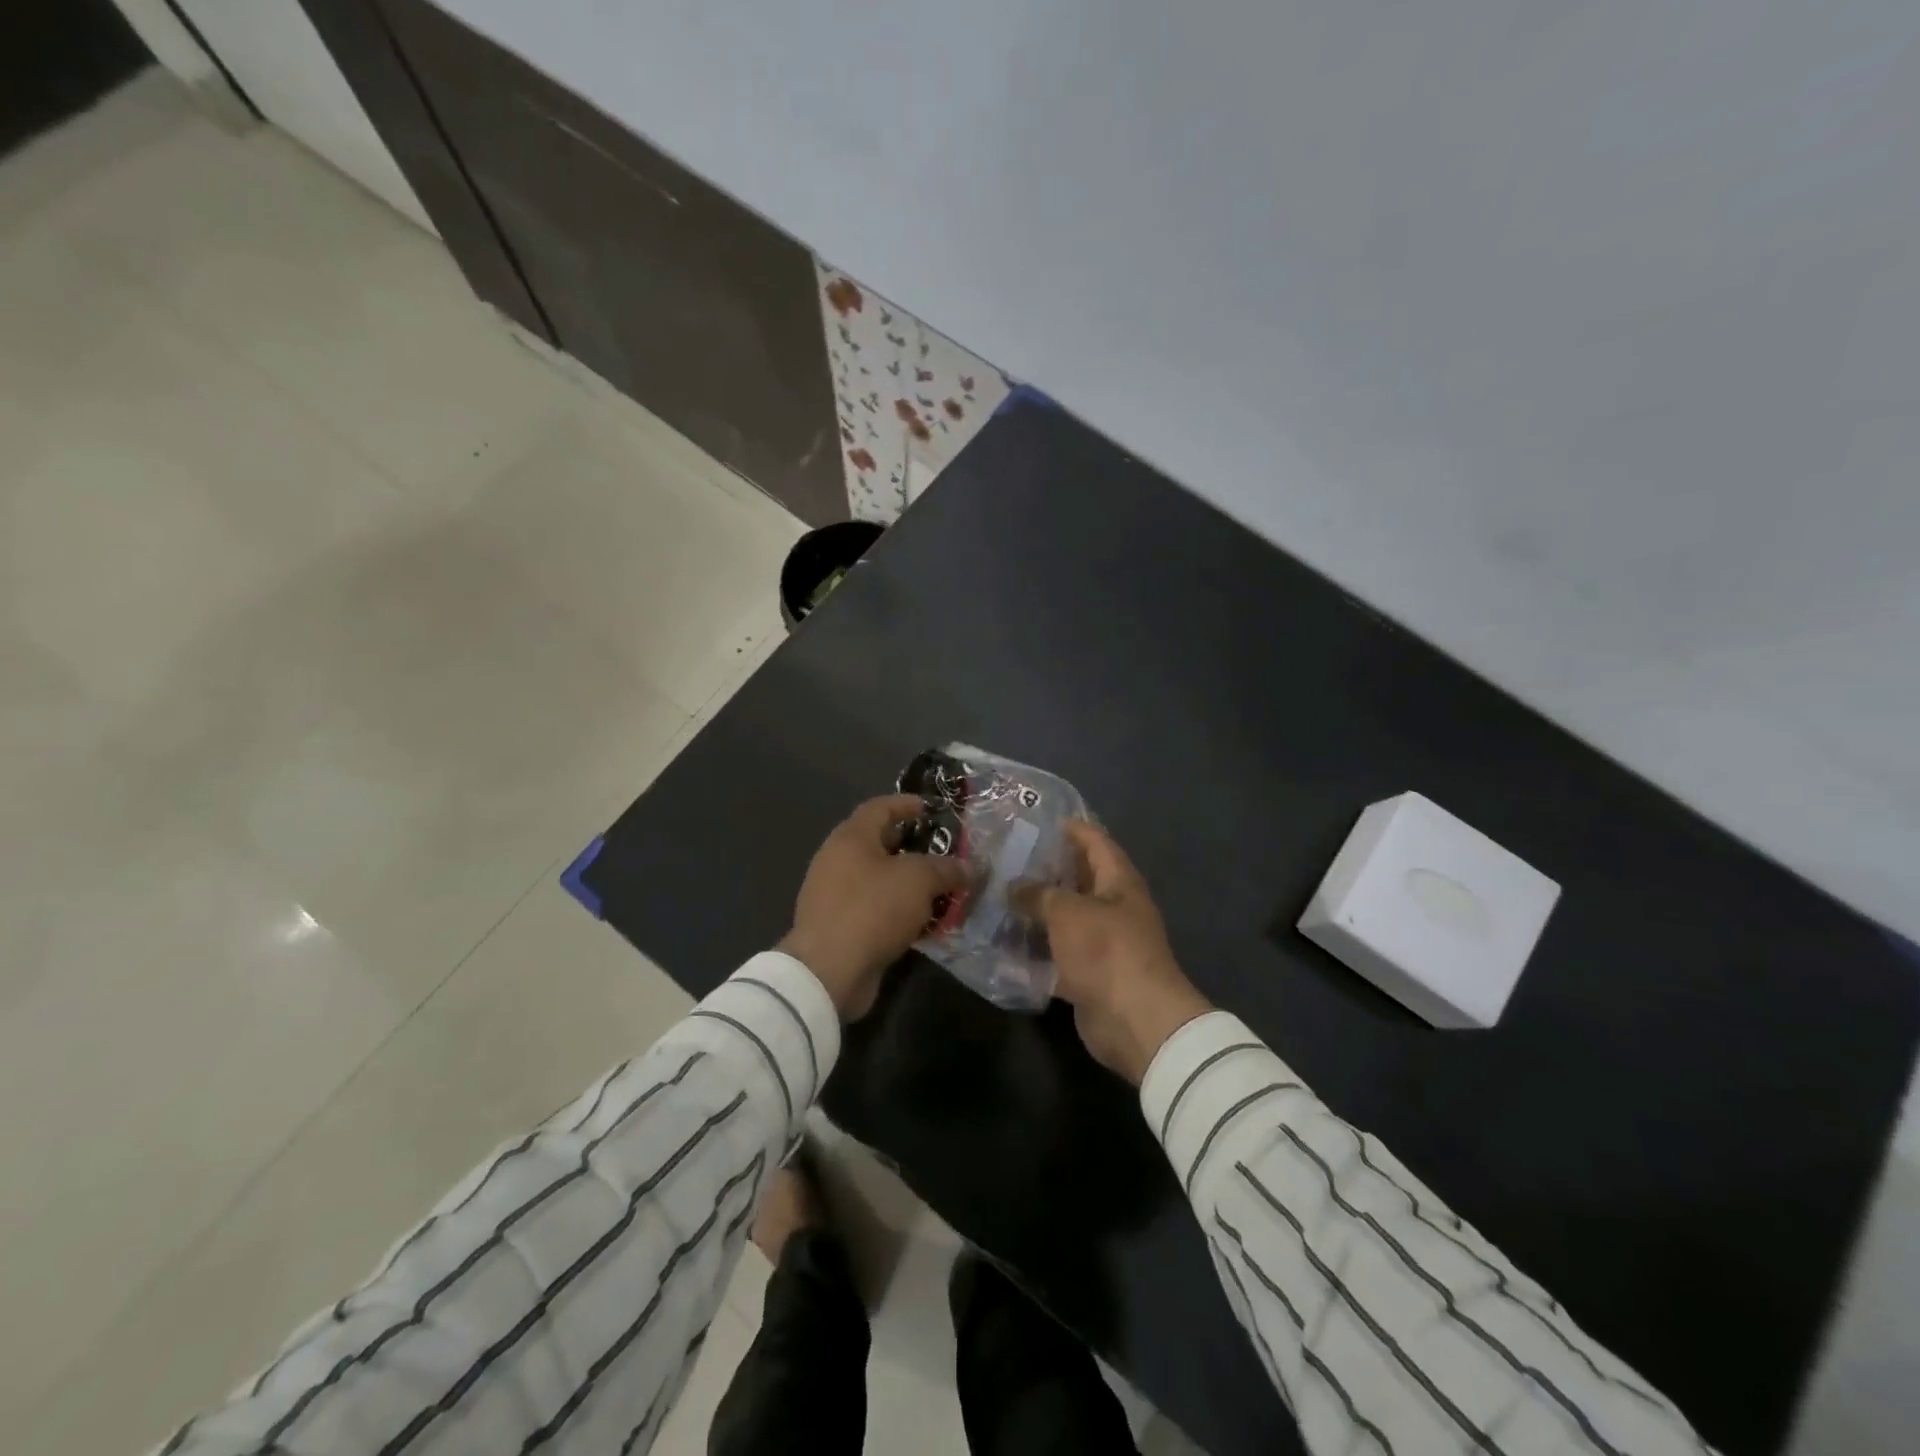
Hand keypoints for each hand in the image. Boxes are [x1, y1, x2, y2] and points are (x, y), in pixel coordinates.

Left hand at [779, 794, 968, 1019]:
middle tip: (946, 853)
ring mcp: (835, 895)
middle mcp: (838, 860)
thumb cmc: (872, 909)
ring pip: (880, 880)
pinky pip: (876, 909)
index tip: (933, 809)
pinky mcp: (840, 927)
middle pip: (880, 844)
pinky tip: (925, 923)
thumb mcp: (918, 880)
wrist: (829, 970)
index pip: (880, 807)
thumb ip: (946, 869)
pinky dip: (900, 912)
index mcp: (851, 838)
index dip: (907, 804)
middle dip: (914, 847)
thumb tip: (968, 868)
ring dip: (910, 884)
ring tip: (943, 890)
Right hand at [1014, 821, 1211, 1083]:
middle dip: (1049, 869)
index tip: (1045, 820)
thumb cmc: (1107, 950)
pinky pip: (1059, 954)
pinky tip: (1006, 943)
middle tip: (1010, 858)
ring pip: (1067, 919)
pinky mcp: (1090, 975)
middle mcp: (1114, 908)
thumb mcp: (1067, 912)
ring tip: (1001, 895)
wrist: (1136, 1020)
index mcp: (1119, 882)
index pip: (1097, 843)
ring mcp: (1103, 943)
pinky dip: (1037, 950)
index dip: (1075, 829)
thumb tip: (1014, 886)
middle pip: (1080, 880)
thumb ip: (1039, 894)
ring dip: (1039, 911)